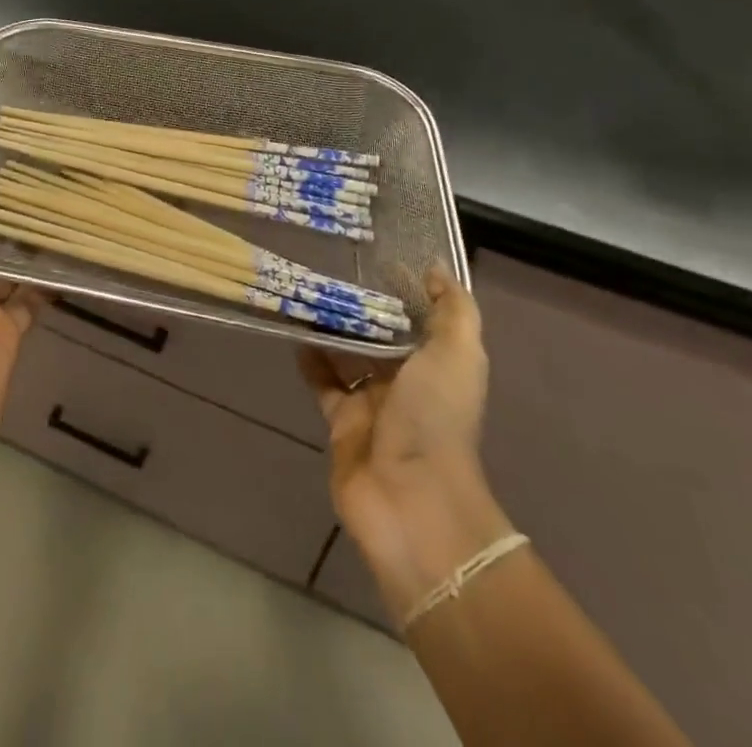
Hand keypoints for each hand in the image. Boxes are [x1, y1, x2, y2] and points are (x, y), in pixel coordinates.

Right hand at [300, 269, 512, 620]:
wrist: (409, 497)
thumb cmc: (435, 418)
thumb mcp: (458, 355)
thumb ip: (454, 310)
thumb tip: (435, 268)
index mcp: (438, 365)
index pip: (419, 318)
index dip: (401, 288)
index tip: (374, 254)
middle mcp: (407, 382)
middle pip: (381, 334)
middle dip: (360, 306)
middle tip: (328, 265)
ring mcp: (372, 403)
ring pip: (348, 354)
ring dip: (331, 328)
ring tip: (305, 290)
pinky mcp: (341, 421)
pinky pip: (322, 382)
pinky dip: (309, 358)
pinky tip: (293, 330)